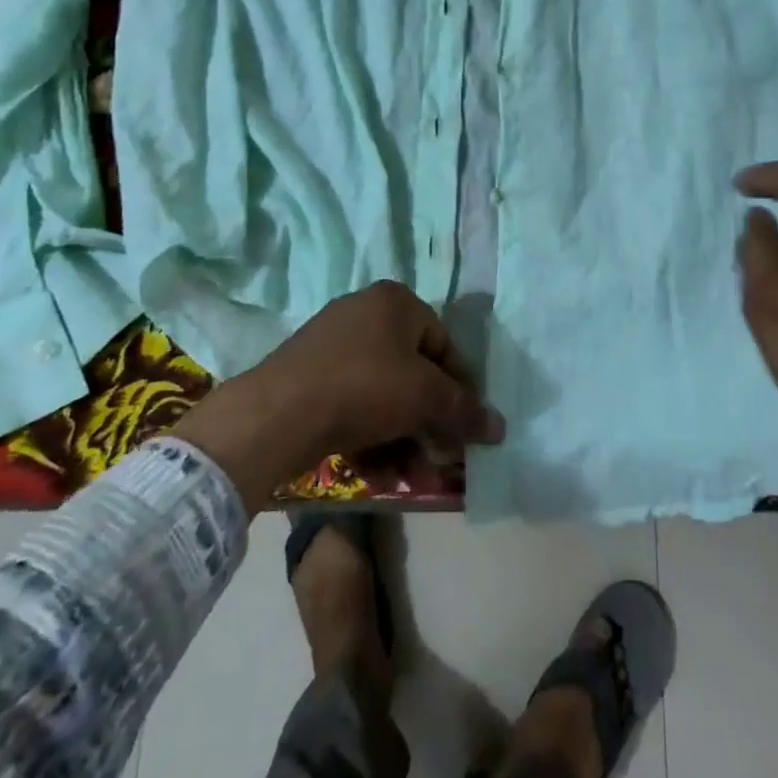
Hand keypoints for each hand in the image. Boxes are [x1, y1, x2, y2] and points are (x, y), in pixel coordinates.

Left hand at [175, 281, 504, 512]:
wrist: (279, 413)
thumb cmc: (365, 387)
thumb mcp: (425, 398)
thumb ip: (465, 411)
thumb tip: (499, 427)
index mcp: (396, 301)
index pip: (443, 344)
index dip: (460, 387)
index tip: (467, 426)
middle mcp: (364, 312)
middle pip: (412, 372)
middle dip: (428, 421)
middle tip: (439, 457)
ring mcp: (331, 342)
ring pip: (382, 393)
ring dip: (401, 436)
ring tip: (409, 475)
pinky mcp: (307, 373)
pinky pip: (352, 401)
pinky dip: (369, 433)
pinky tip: (377, 472)